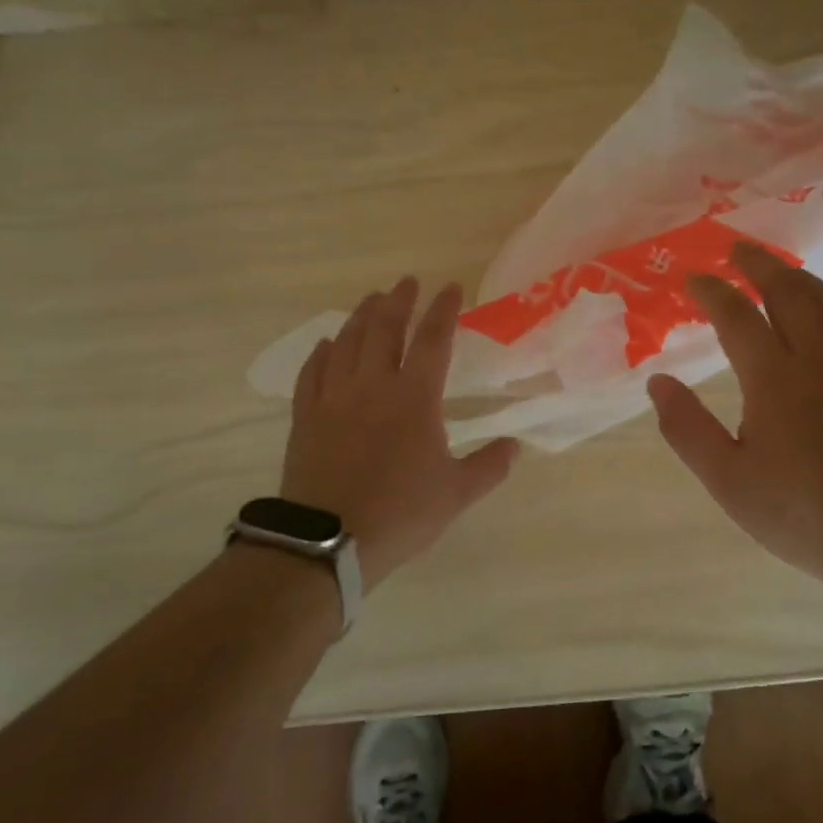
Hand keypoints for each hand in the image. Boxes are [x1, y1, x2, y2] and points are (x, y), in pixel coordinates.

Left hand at [281, 277, 519, 583]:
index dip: (442, 310)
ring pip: (347, 342)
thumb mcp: (456, 494)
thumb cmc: (400, 513)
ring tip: (372, 299)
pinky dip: (321, 352)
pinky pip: (312, 372)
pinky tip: (327, 343)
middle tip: (407, 282)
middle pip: (384, 328)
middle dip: (398, 300)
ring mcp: (334, 398)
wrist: (328, 541)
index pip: (432, 340)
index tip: (450, 287)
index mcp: (414, 398)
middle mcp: (373, 385)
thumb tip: (515, 445)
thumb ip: (488, 466)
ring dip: (361, 316)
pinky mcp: (306, 416)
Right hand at [646, 242, 822, 587]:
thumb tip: (657, 382)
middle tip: (736, 249)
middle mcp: (818, 357)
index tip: (691, 279)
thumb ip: (687, 428)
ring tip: (776, 268)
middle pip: (788, 290)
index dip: (711, 291)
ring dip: (796, 276)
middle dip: (758, 264)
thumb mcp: (726, 479)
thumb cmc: (798, 511)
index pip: (736, 315)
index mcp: (775, 377)